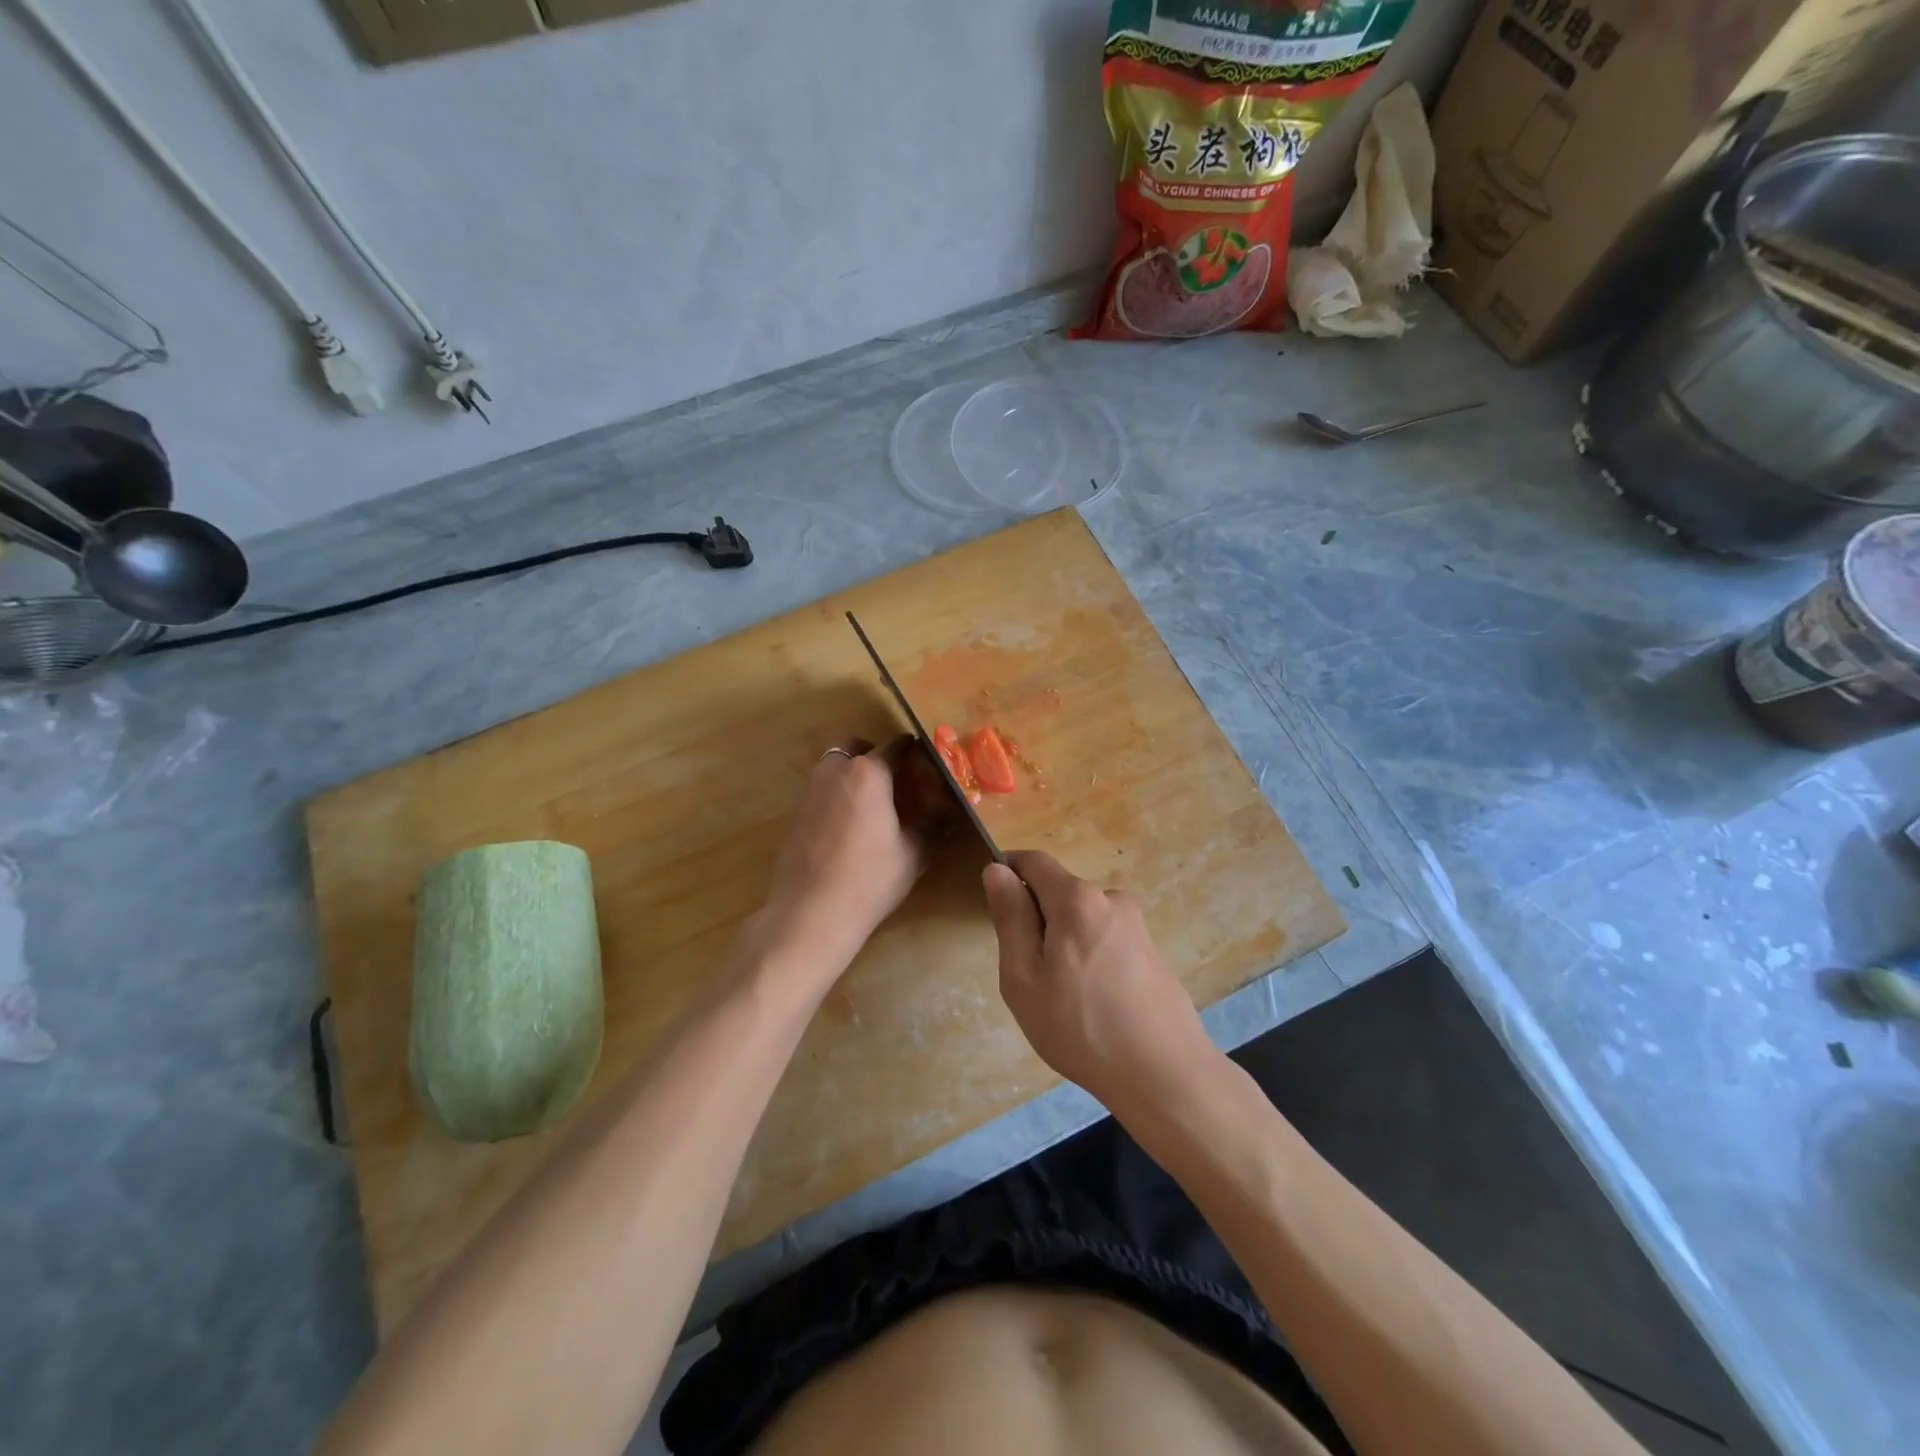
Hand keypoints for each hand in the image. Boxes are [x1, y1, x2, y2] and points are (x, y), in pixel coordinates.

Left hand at [760, 737, 954, 974]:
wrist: (810, 913)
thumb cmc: (869, 879)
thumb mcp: (912, 853)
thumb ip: (932, 824)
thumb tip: (949, 810)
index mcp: (868, 773)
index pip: (895, 746)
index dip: (914, 749)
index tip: (927, 757)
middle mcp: (835, 771)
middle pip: (856, 746)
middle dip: (875, 753)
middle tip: (896, 777)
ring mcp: (811, 791)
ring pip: (835, 766)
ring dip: (853, 772)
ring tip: (875, 802)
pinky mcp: (796, 814)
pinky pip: (822, 790)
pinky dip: (838, 794)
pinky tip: (852, 825)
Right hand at [983, 851, 1214, 1112]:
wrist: (1164, 1075)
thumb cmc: (1080, 1028)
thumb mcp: (1024, 977)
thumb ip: (1010, 918)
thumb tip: (996, 870)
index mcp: (1077, 899)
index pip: (1034, 861)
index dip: (1008, 870)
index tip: (996, 904)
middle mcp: (1111, 899)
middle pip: (1059, 892)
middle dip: (1037, 919)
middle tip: (1028, 974)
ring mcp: (1137, 925)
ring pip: (1082, 919)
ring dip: (1064, 942)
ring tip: (1063, 997)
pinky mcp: (1152, 951)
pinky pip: (1106, 939)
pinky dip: (1090, 958)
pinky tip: (1094, 1004)